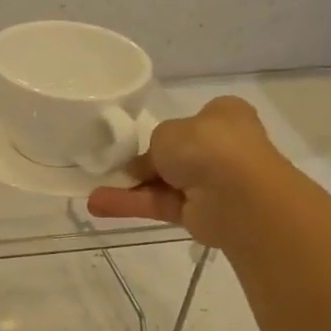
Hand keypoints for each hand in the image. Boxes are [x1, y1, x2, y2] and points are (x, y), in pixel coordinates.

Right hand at [86, 95, 282, 250]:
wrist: (238, 194)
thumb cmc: (207, 146)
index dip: (166, 131)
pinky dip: (132, 205)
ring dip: (129, 189)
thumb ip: (150, 147)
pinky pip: (161, 205)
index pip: (192, 121)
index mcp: (223, 117)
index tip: (139, 141)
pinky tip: (98, 205)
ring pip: (163, 184)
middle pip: (174, 156)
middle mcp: (221, 148)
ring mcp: (212, 183)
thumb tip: (144, 167)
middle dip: (142, 165)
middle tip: (110, 169)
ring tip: (91, 195)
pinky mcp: (200, 213)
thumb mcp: (166, 132)